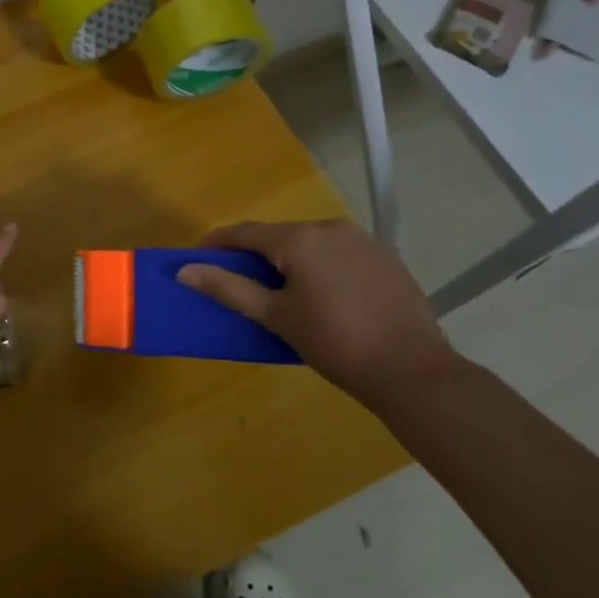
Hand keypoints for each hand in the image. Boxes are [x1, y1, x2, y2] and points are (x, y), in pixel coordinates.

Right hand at [176, 220, 453, 411]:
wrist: (413, 371)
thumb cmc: (334, 344)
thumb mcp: (276, 317)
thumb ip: (229, 289)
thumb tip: (186, 270)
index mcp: (299, 238)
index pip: (246, 232)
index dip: (218, 242)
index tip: (197, 255)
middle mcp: (330, 227)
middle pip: (280, 236)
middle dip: (256, 254)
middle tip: (240, 281)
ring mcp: (363, 239)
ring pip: (311, 243)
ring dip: (290, 259)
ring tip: (282, 291)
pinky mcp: (385, 257)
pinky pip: (339, 253)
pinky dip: (322, 266)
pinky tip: (324, 295)